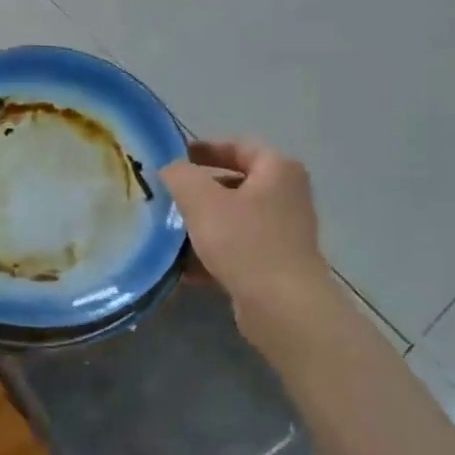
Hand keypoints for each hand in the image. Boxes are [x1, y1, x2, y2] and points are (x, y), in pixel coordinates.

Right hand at [160, 139, 332, 338]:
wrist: (282, 307)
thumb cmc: (244, 241)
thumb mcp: (201, 199)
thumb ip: (180, 175)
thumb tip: (171, 169)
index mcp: (278, 170)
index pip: (238, 146)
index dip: (204, 149)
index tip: (175, 159)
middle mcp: (287, 196)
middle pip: (235, 184)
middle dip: (199, 191)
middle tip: (167, 197)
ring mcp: (284, 233)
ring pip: (234, 220)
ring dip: (202, 225)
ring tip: (168, 234)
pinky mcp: (276, 266)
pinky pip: (238, 250)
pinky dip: (212, 255)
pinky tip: (184, 269)